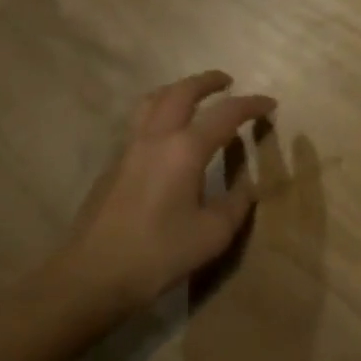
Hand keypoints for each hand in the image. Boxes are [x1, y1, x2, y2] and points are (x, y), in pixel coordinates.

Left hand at [63, 71, 275, 311]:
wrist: (89, 278)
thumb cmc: (158, 254)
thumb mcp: (212, 234)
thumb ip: (236, 204)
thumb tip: (247, 185)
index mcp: (186, 149)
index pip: (226, 113)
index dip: (251, 104)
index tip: (270, 104)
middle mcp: (156, 138)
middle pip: (182, 92)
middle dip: (207, 81)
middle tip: (227, 81)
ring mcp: (129, 149)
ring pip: (153, 101)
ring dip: (177, 90)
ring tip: (193, 96)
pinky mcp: (112, 166)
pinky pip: (139, 122)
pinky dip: (159, 112)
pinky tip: (166, 135)